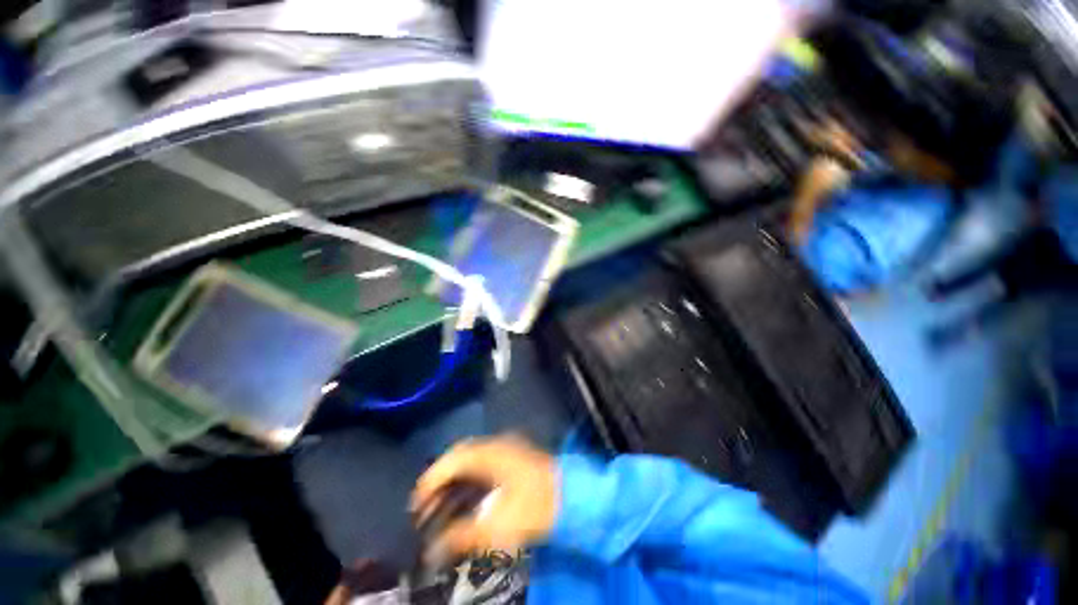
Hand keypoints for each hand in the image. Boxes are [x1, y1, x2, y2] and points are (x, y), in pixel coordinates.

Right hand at [411, 435, 558, 561]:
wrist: (574, 496)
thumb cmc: (536, 508)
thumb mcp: (498, 526)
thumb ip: (463, 535)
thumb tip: (434, 548)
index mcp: (491, 453)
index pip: (453, 460)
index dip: (431, 480)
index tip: (416, 504)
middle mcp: (497, 444)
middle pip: (459, 455)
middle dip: (440, 479)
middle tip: (425, 505)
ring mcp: (507, 447)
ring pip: (471, 458)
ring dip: (454, 478)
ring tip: (440, 504)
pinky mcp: (513, 456)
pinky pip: (482, 462)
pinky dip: (469, 477)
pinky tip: (465, 496)